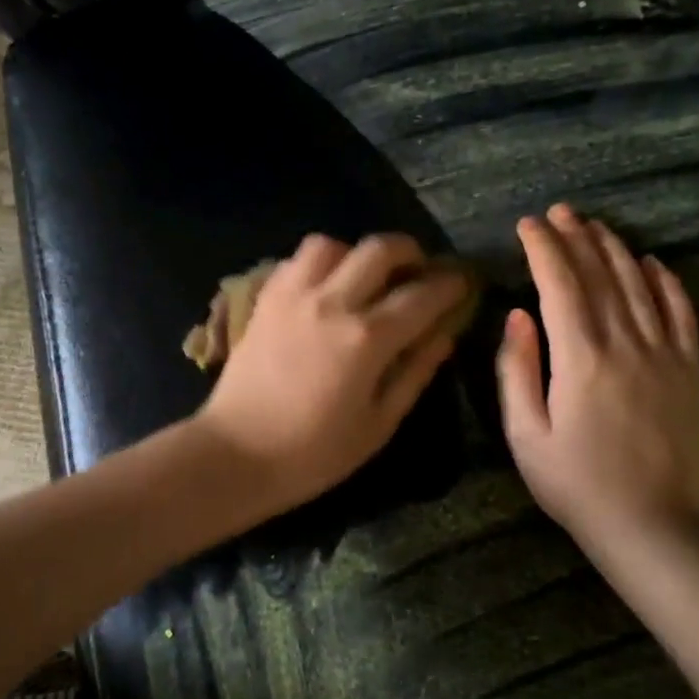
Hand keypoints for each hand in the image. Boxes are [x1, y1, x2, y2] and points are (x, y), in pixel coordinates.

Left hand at [196, 232, 468, 515]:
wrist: (235, 454)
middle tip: (418, 271)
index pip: (422, 295)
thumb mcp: (378, 424)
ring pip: (332, 244)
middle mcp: (331, 303)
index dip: (450, 285)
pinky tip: (325, 287)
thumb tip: (445, 334)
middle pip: (379, 249)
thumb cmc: (313, 453)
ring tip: (364, 278)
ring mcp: (293, 296)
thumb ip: (415, 372)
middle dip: (410, 252)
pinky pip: (296, 261)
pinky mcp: (265, 300)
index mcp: (366, 339)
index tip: (463, 282)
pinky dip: (319, 263)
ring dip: (356, 254)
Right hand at [497, 204, 698, 556]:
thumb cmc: (573, 483)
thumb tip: (517, 315)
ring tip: (595, 225)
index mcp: (580, 358)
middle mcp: (625, 344)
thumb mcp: (524, 433)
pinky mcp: (689, 372)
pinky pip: (682, 314)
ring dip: (615, 250)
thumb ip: (515, 369)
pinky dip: (668, 283)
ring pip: (640, 286)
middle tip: (558, 212)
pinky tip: (654, 262)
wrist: (650, 527)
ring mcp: (664, 355)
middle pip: (600, 276)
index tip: (527, 225)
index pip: (559, 285)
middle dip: (576, 238)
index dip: (542, 249)